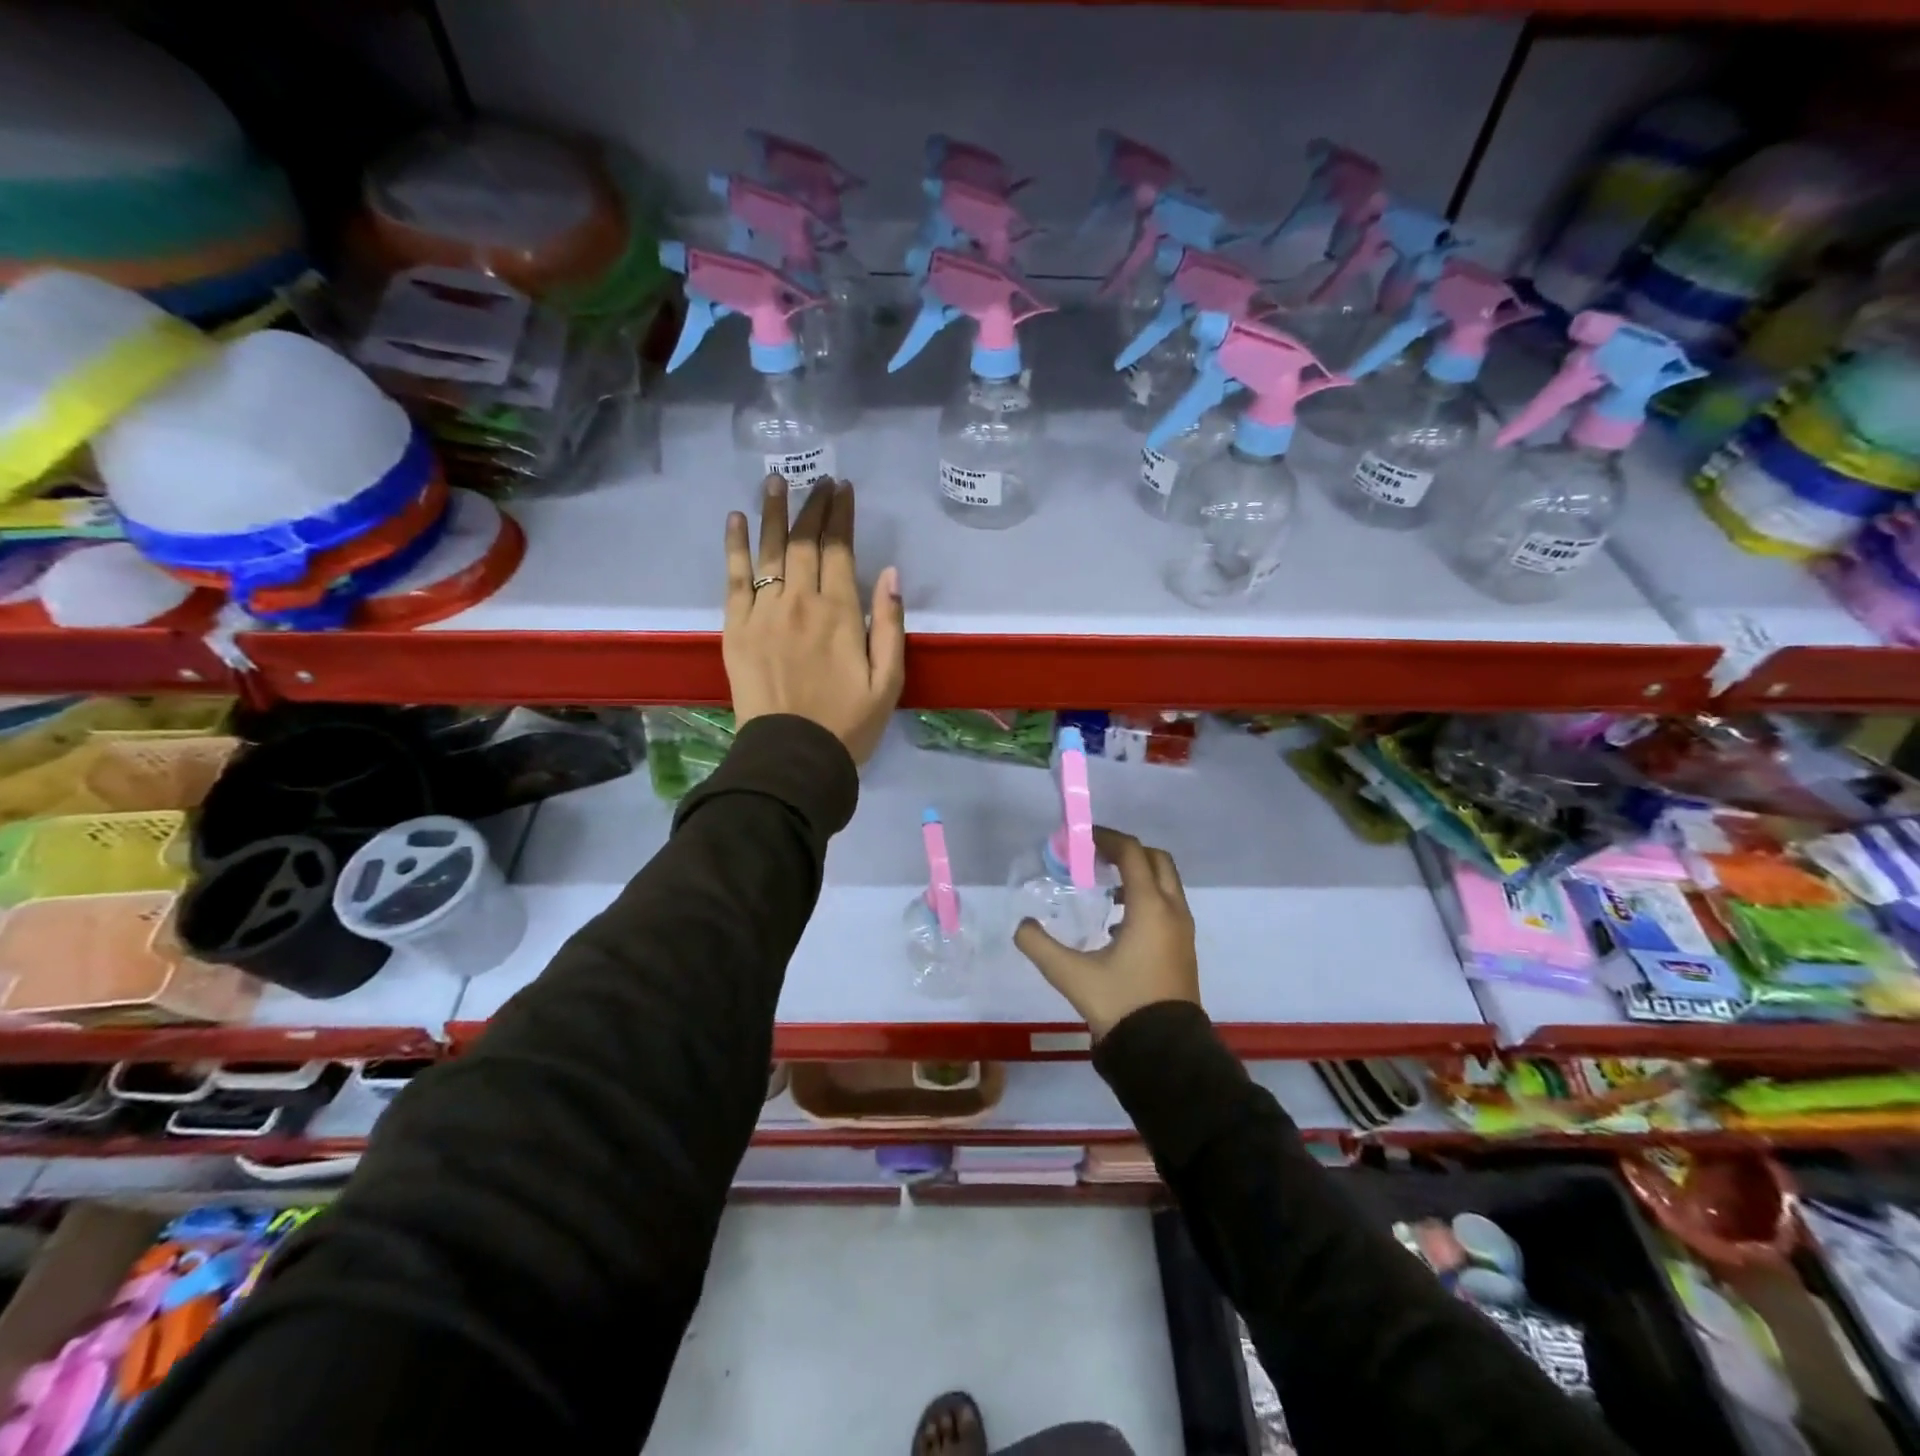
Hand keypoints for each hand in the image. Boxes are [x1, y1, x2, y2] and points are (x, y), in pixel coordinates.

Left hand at [724, 476, 905, 765]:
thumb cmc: (848, 724)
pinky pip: (734, 577)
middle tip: (818, 480)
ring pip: (770, 551)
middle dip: (813, 506)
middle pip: (804, 542)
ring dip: (774, 512)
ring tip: (775, 480)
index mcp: (840, 613)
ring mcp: (763, 612)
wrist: (792, 756)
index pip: (839, 549)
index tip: (843, 488)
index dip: (841, 515)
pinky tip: (736, 519)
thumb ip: (889, 624)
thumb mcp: (889, 681)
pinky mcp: (736, 628)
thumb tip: (890, 573)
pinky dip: (735, 546)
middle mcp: (800, 602)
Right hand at [1013, 827, 1201, 1039]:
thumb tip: (1021, 926)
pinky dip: (1146, 897)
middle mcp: (1172, 911)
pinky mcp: (1183, 948)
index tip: (1082, 838)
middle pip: (1156, 860)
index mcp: (1150, 907)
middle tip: (1096, 856)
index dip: (1107, 838)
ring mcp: (1182, 930)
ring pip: (1165, 883)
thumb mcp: (1071, 975)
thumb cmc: (1121, 1004)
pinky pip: (1167, 905)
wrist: (1165, 1052)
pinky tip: (1117, 922)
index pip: (1132, 853)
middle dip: (1127, 851)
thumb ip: (1040, 946)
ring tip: (1104, 887)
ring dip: (1138, 875)